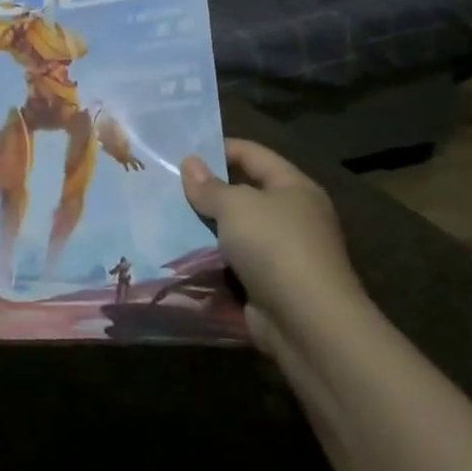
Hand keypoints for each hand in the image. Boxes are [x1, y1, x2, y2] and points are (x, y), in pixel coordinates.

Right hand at [180, 140, 362, 339]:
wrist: (307, 322)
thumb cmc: (275, 247)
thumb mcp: (236, 206)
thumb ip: (209, 186)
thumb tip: (189, 162)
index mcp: (294, 188)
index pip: (254, 154)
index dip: (220, 148)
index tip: (182, 151)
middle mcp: (293, 216)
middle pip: (244, 194)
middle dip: (207, 191)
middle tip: (166, 186)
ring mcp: (283, 253)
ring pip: (236, 231)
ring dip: (205, 228)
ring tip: (164, 218)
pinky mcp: (270, 285)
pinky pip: (233, 264)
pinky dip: (210, 261)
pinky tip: (179, 256)